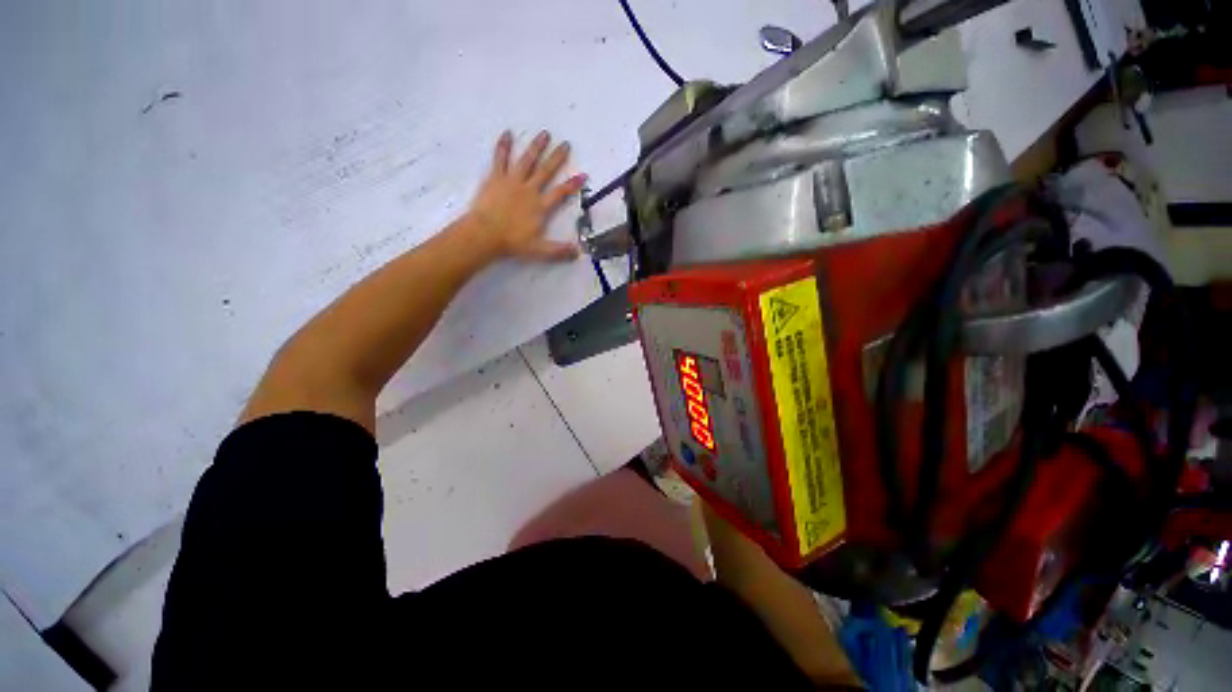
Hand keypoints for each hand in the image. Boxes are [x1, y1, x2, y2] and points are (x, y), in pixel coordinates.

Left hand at [462, 130, 585, 262]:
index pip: (560, 193)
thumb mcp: (539, 250)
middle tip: (565, 144)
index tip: (583, 175)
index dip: (572, 184)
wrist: (485, 234)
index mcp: (540, 206)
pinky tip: (507, 133)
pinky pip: (500, 158)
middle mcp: (529, 190)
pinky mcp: (495, 178)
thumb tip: (578, 252)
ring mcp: (511, 181)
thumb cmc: (512, 243)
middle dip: (557, 157)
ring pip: (526, 160)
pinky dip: (504, 146)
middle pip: (545, 171)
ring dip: (536, 147)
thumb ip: (559, 250)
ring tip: (544, 134)